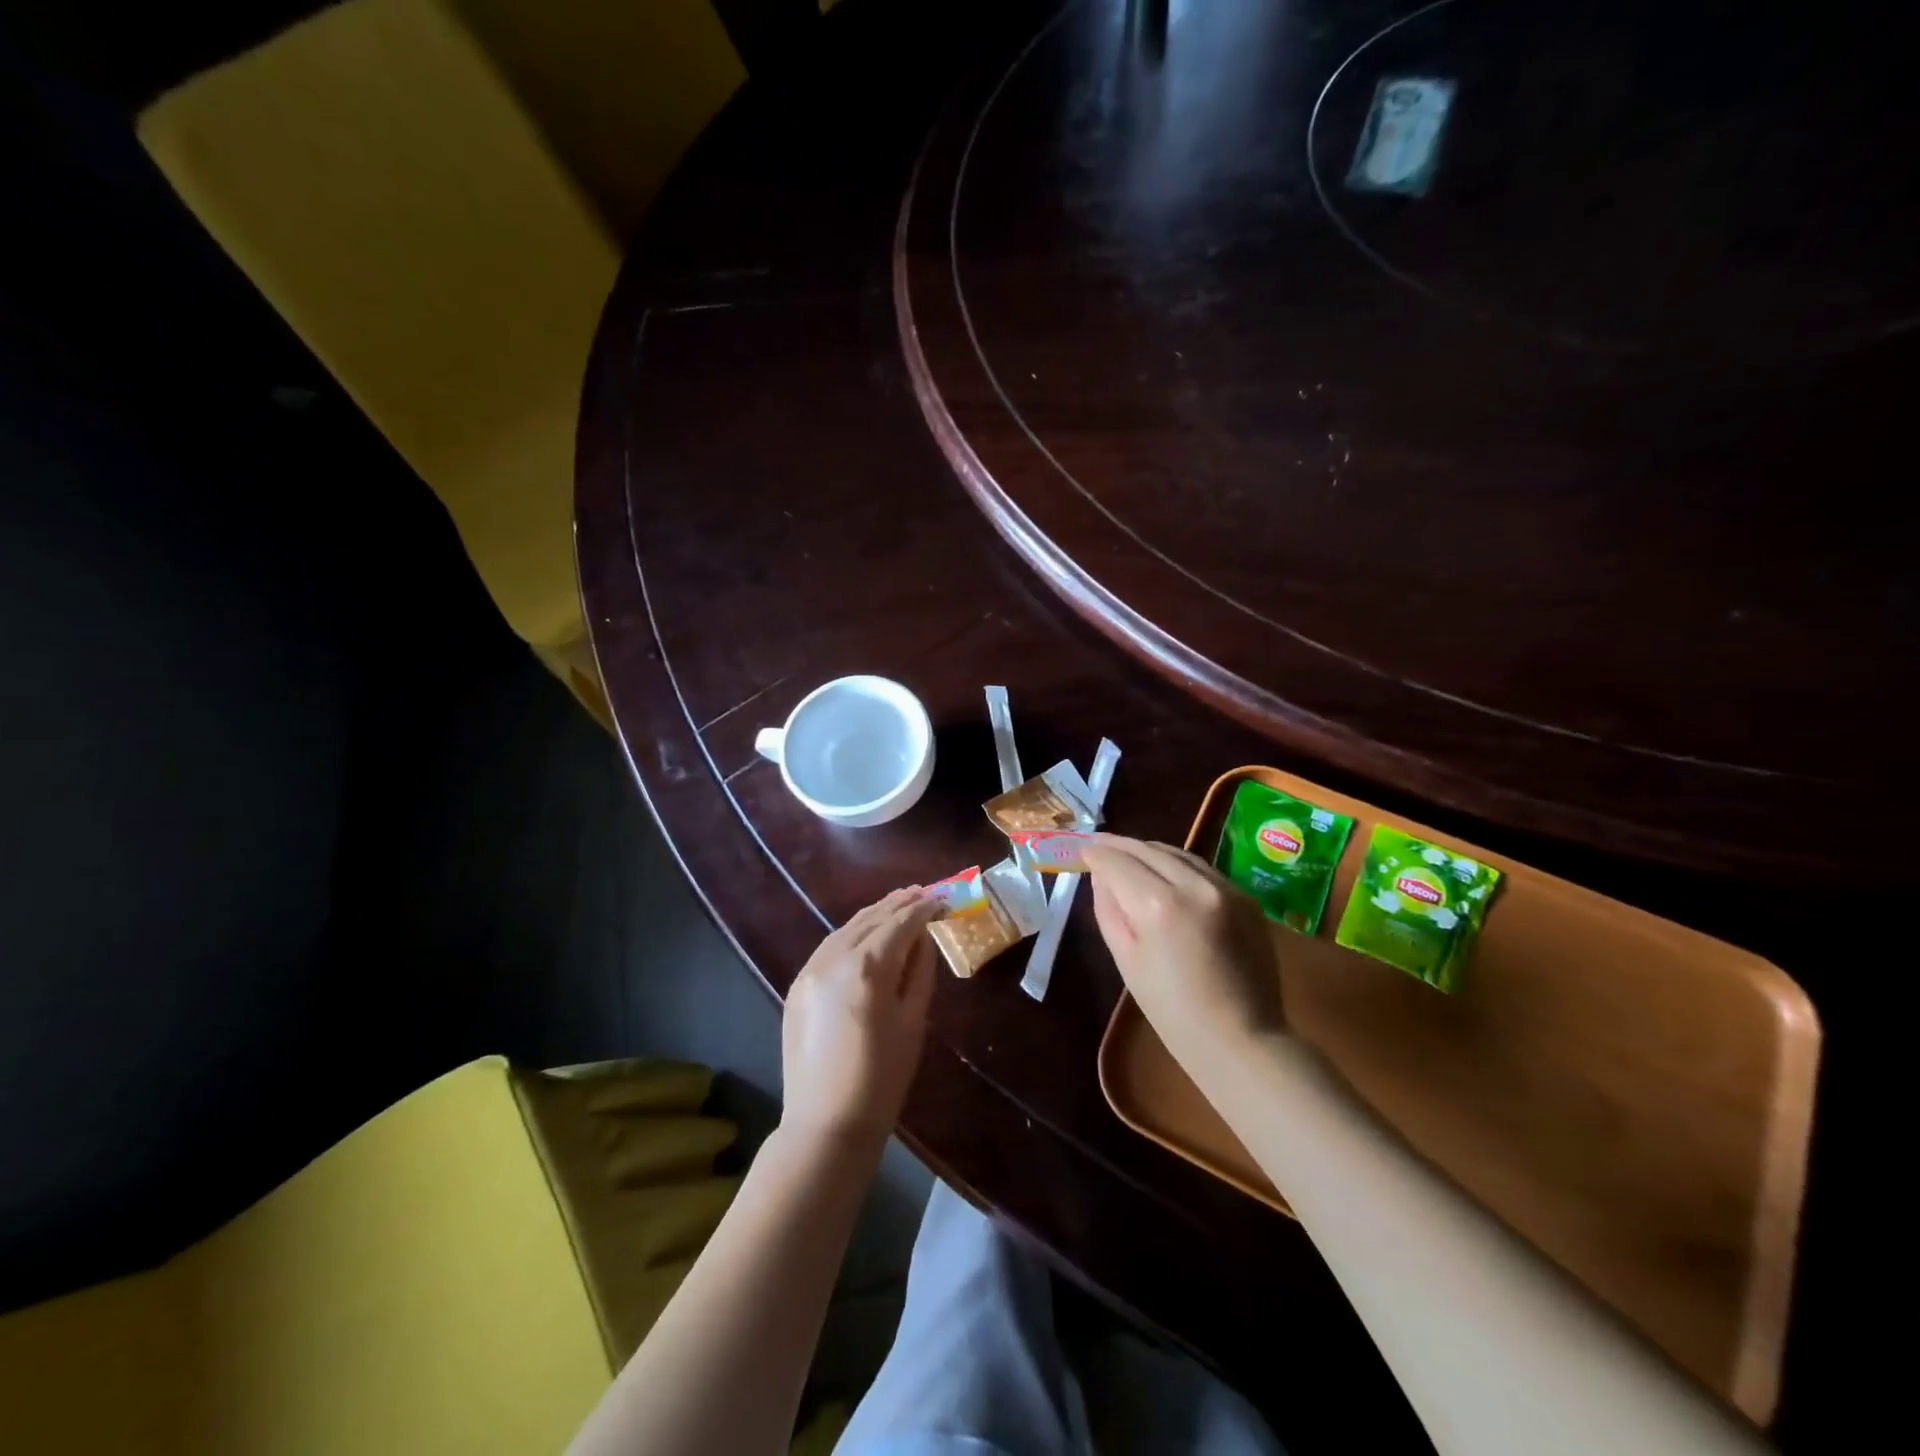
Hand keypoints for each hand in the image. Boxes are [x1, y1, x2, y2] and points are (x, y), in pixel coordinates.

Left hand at [781, 886, 940, 1154]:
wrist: (826, 1124)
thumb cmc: (883, 1078)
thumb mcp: (913, 1021)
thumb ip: (919, 971)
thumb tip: (922, 938)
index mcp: (868, 967)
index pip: (900, 923)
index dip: (924, 909)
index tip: (943, 900)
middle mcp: (834, 958)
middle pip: (871, 918)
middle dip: (899, 903)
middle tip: (924, 892)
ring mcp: (810, 970)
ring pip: (846, 927)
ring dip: (874, 914)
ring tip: (898, 903)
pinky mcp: (797, 986)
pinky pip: (829, 947)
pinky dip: (851, 933)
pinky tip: (866, 932)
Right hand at [1080, 835, 1285, 1066]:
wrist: (1241, 1040)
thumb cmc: (1172, 1012)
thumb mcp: (1126, 960)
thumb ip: (1109, 909)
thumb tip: (1101, 876)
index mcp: (1159, 906)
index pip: (1118, 863)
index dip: (1096, 855)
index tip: (1082, 852)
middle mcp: (1195, 886)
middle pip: (1149, 849)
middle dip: (1120, 845)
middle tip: (1099, 845)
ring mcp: (1226, 888)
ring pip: (1179, 853)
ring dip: (1150, 851)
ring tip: (1130, 855)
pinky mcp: (1246, 898)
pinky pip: (1204, 870)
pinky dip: (1179, 866)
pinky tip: (1167, 874)